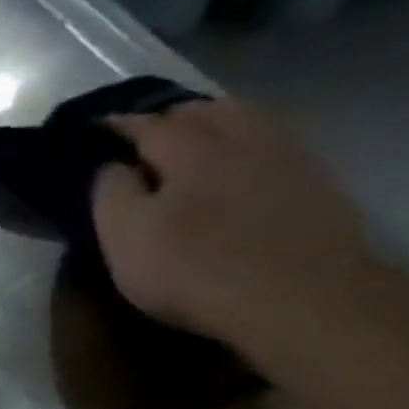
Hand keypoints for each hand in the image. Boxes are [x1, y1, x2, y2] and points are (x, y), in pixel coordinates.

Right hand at [92, 98, 370, 351]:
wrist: (294, 297)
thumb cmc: (189, 268)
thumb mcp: (123, 236)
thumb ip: (110, 193)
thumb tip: (109, 166)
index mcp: (192, 151)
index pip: (149, 125)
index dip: (118, 125)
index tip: (95, 129)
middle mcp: (244, 142)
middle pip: (209, 111)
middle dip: (173, 117)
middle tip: (144, 136)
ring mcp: (288, 160)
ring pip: (249, 122)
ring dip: (217, 125)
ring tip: (192, 144)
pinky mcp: (314, 185)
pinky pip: (276, 146)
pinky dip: (248, 145)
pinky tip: (237, 166)